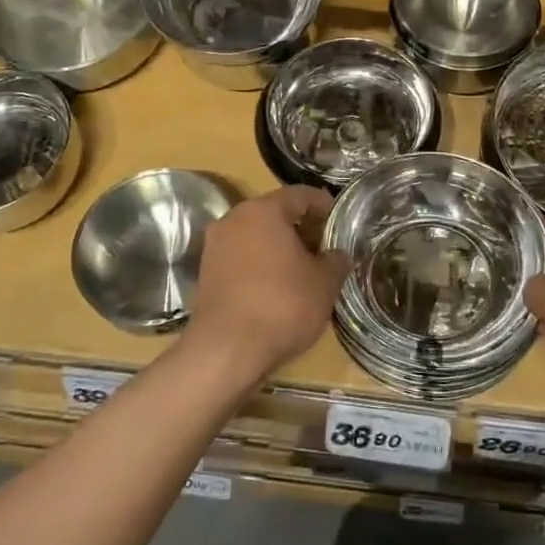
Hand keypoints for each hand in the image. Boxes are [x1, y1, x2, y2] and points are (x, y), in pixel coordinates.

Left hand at [188, 186, 348, 383]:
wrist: (226, 350)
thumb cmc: (282, 305)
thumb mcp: (324, 283)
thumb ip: (335, 261)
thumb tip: (338, 255)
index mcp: (264, 210)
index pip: (300, 194)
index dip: (323, 204)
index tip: (338, 219)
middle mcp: (234, 219)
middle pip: (274, 213)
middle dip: (300, 227)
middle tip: (323, 247)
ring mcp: (215, 246)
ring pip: (255, 236)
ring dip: (279, 247)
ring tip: (302, 270)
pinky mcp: (206, 273)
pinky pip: (241, 258)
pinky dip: (260, 265)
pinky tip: (277, 287)